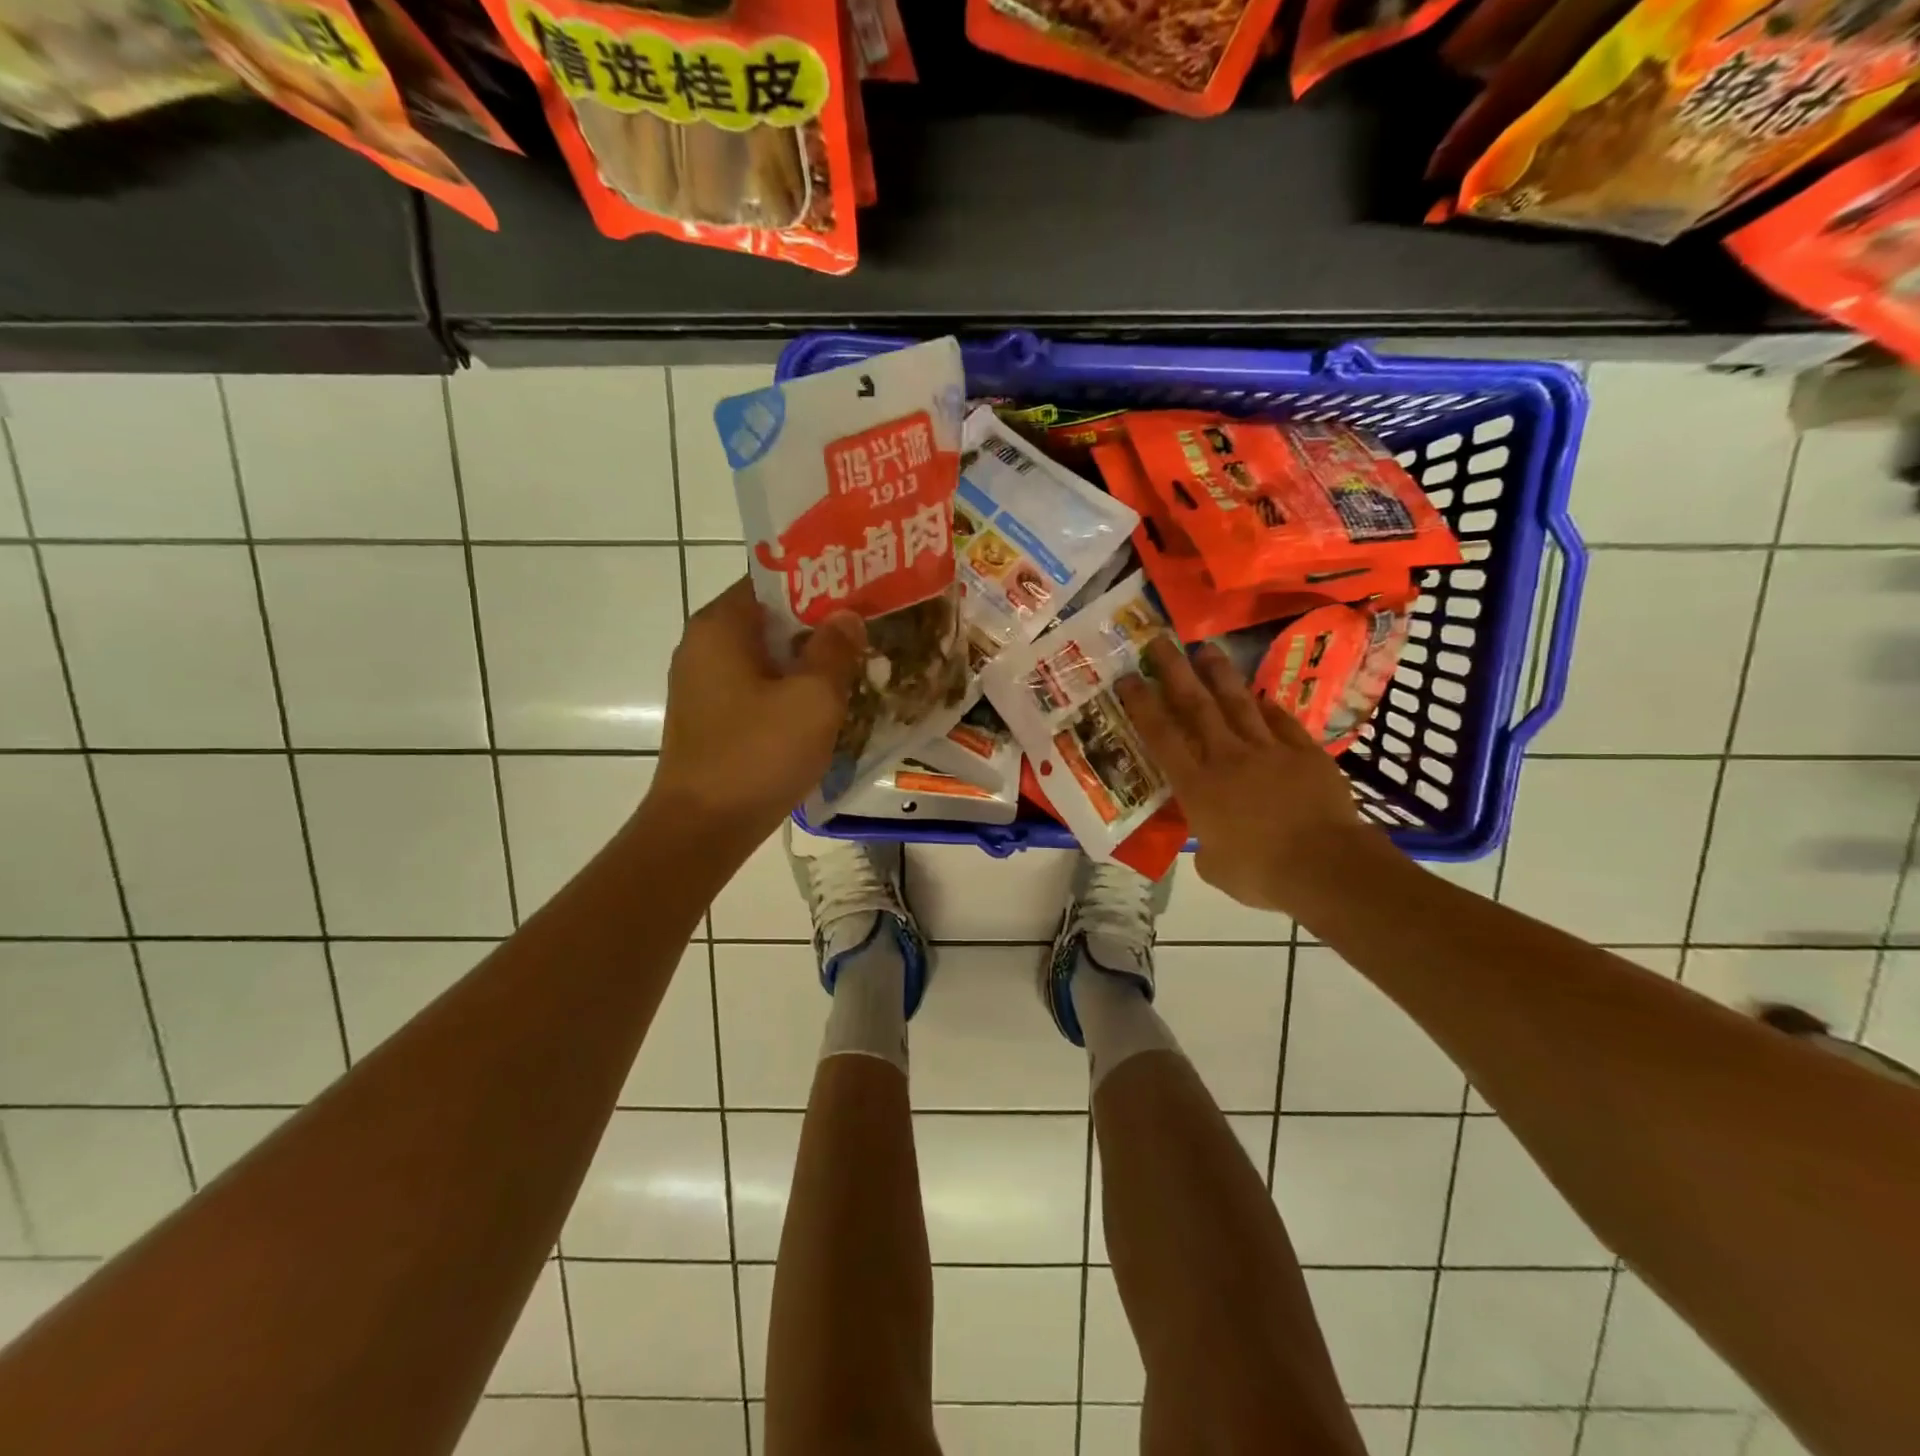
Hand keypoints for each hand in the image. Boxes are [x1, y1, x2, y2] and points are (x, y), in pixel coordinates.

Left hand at [650, 578, 865, 848]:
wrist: (702, 830)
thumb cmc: (757, 754)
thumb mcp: (813, 698)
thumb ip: (834, 649)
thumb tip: (847, 617)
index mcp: (721, 626)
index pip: (775, 579)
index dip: (822, 582)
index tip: (863, 590)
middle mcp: (704, 645)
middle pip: (771, 618)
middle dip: (820, 624)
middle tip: (869, 629)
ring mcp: (703, 685)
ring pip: (767, 656)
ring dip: (808, 660)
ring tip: (857, 665)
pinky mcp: (711, 718)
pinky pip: (758, 687)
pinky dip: (789, 689)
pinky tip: (824, 705)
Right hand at [1118, 638, 1374, 915]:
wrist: (1325, 867)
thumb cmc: (1260, 873)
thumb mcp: (1214, 867)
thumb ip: (1205, 843)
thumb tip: (1210, 838)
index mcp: (1197, 786)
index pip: (1161, 736)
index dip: (1141, 704)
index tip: (1127, 678)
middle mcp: (1227, 757)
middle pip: (1196, 705)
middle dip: (1175, 670)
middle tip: (1160, 641)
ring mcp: (1268, 750)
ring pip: (1238, 702)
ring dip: (1220, 674)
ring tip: (1207, 649)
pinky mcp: (1304, 752)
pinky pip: (1281, 722)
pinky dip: (1268, 708)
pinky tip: (1260, 697)